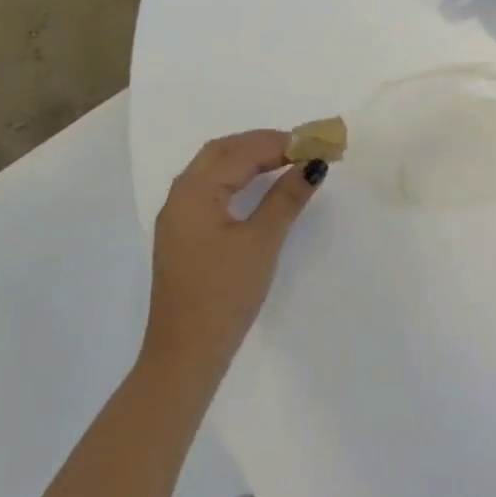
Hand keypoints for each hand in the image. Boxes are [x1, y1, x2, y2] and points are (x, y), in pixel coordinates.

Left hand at [147, 131, 327, 379]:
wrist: (186, 353)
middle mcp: (180, 197)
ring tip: (288, 160)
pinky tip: (260, 187)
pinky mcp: (185, 236)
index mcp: (194, 192)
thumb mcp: (261, 241)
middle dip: (262, 143)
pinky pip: (212, 189)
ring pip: (214, 169)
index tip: (316, 143)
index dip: (280, 143)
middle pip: (221, 152)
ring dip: (250, 158)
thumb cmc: (224, 293)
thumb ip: (287, 197)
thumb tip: (313, 163)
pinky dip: (238, 177)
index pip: (240, 152)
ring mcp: (179, 218)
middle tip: (302, 147)